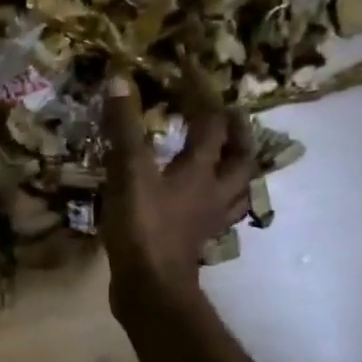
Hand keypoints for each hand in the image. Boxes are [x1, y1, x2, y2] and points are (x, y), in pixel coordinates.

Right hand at [101, 76, 257, 314]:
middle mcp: (214, 191)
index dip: (203, 96)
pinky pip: (218, 215)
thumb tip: (120, 80)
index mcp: (201, 170)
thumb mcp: (127, 172)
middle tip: (231, 116)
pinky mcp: (196, 241)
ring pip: (238, 189)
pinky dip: (218, 202)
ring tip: (230, 156)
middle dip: (239, 134)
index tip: (191, 74)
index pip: (210, 124)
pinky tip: (205, 202)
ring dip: (238, 168)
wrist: (150, 287)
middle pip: (241, 158)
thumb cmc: (142, 227)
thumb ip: (124, 128)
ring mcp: (209, 219)